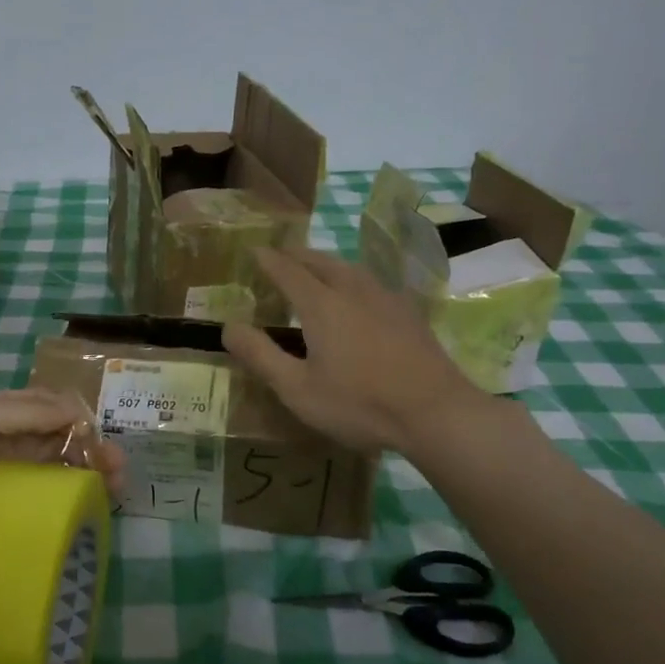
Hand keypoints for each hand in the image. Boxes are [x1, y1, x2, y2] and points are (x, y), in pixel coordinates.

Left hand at [0, 388, 124, 599]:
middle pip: (56, 444)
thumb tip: (78, 409)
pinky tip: (88, 517)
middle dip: (91, 451)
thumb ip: (29, 410)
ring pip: (53, 478)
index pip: (46, 409)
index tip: (107, 438)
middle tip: (121, 471)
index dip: (79, 419)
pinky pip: (39, 512)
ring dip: (86, 480)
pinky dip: (66, 511)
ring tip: (117, 493)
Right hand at [224, 248, 489, 452]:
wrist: (436, 412)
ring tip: (315, 269)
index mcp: (322, 305)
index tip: (254, 250)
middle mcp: (353, 290)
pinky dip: (352, 278)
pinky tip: (358, 294)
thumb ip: (261, 356)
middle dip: (297, 255)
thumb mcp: (298, 389)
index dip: (268, 260)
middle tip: (281, 256)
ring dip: (326, 263)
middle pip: (321, 261)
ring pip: (350, 268)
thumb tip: (228, 326)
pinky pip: (372, 282)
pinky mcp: (409, 313)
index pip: (288, 271)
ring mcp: (386, 299)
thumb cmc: (359, 404)